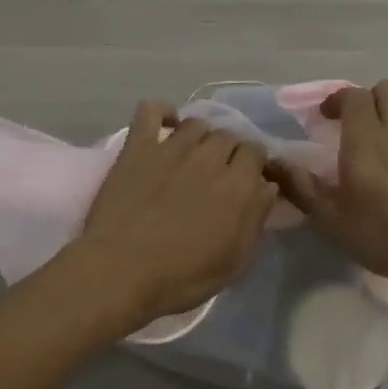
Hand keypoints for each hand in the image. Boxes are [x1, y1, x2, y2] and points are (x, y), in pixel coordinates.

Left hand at [73, 101, 278, 324]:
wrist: (120, 273)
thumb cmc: (182, 277)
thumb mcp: (235, 261)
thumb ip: (256, 220)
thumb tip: (267, 187)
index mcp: (239, 185)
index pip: (257, 152)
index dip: (254, 164)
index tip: (247, 181)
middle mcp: (210, 158)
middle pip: (229, 135)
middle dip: (229, 151)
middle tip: (218, 174)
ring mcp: (172, 148)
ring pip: (197, 123)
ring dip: (201, 137)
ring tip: (193, 156)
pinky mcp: (138, 147)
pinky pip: (152, 111)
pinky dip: (162, 112)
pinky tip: (165, 126)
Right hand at [270, 79, 387, 289]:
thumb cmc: (379, 233)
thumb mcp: (328, 217)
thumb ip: (299, 185)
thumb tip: (271, 162)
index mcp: (364, 139)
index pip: (353, 95)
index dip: (337, 100)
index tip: (323, 119)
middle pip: (386, 90)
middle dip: (367, 100)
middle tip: (351, 126)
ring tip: (381, 144)